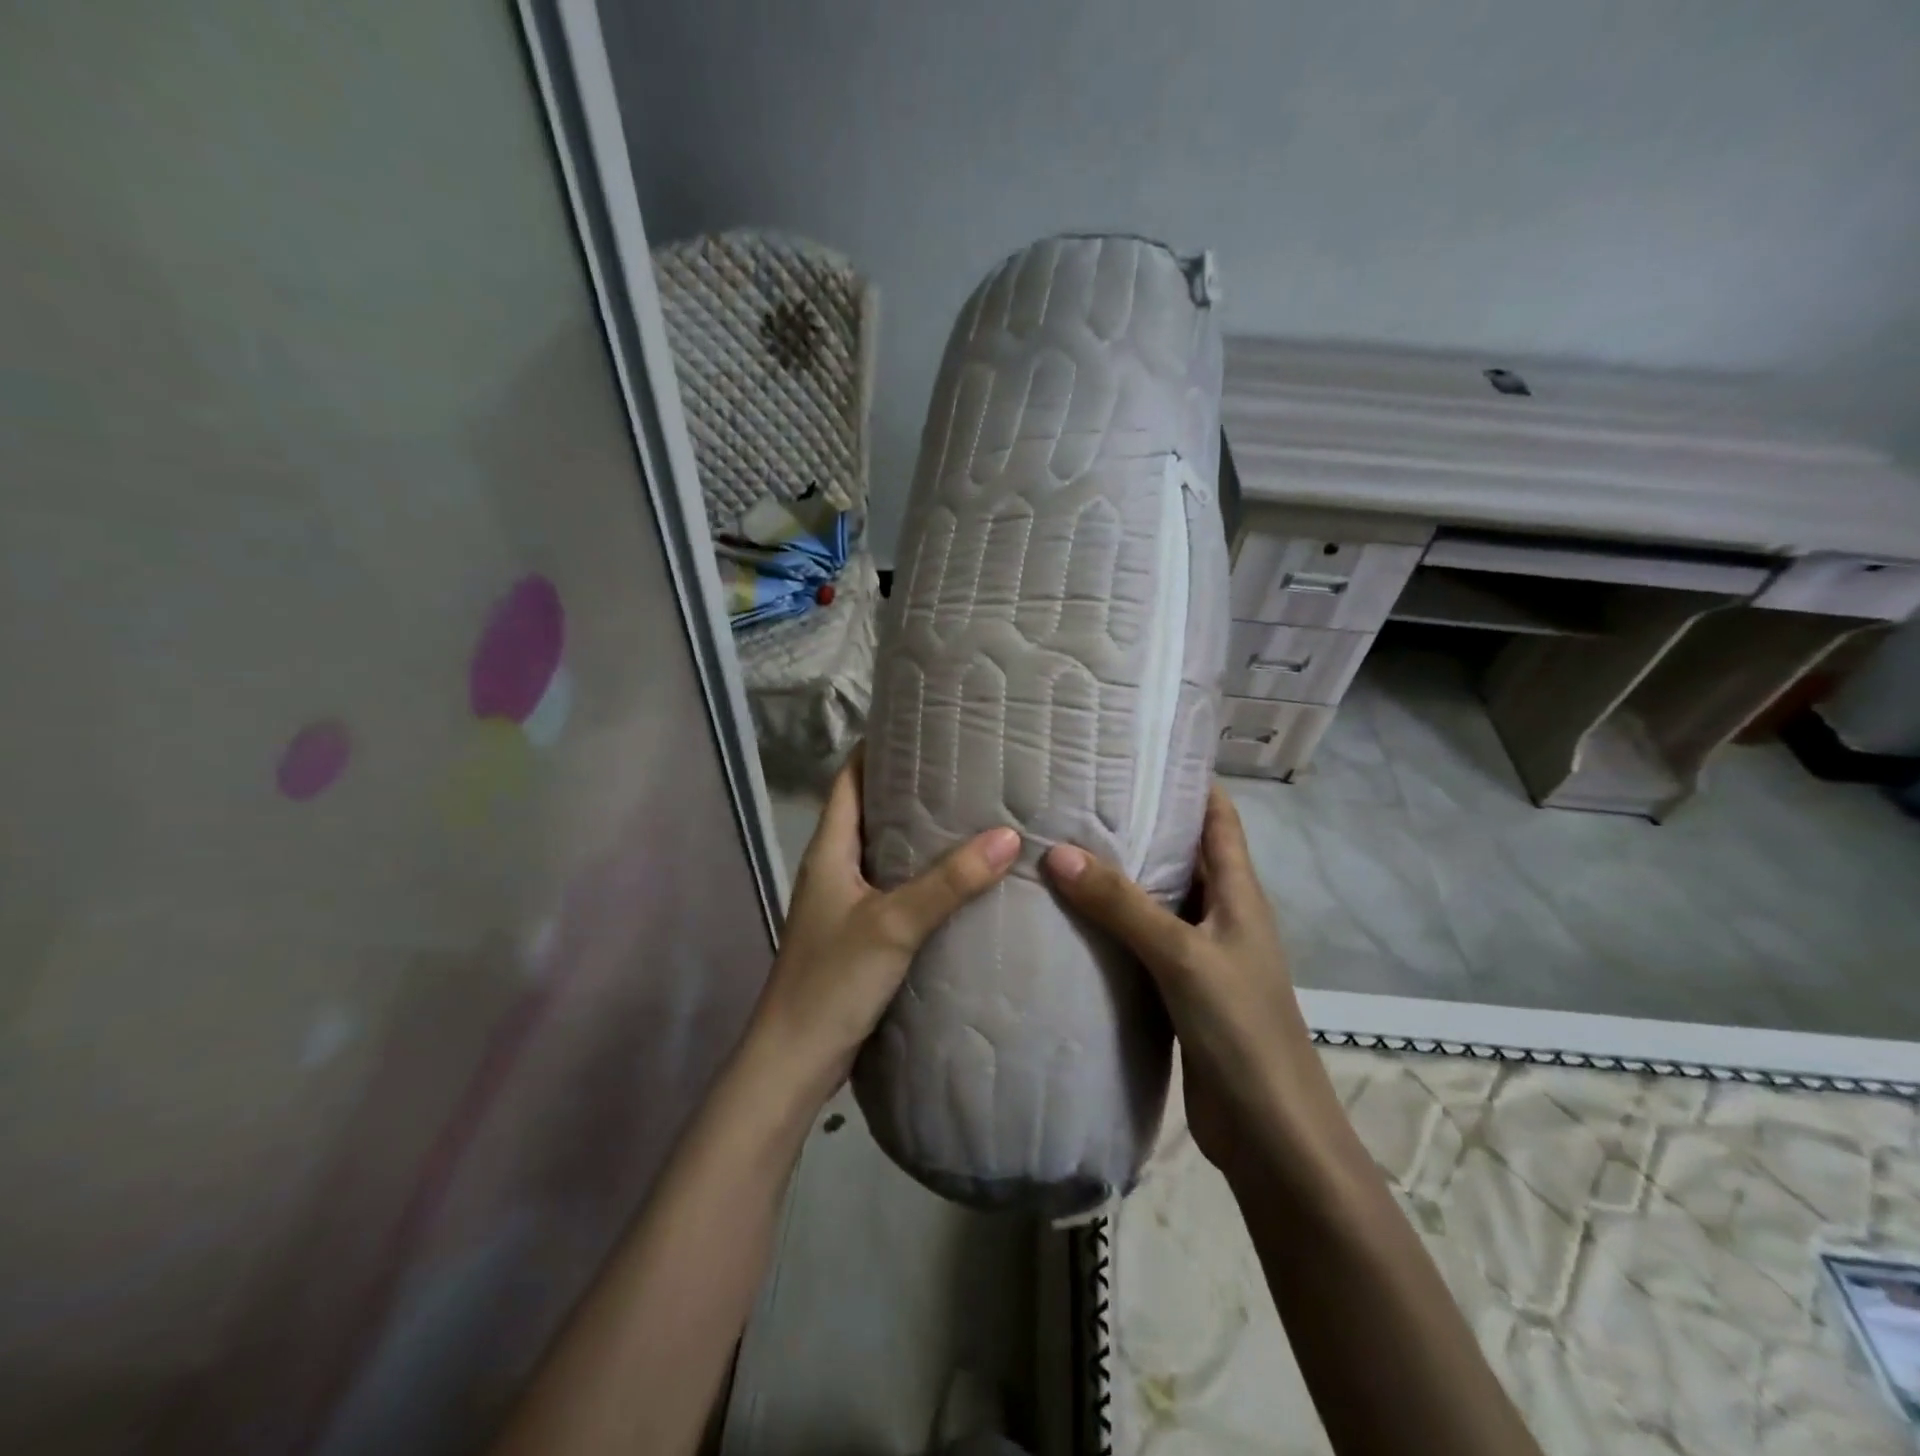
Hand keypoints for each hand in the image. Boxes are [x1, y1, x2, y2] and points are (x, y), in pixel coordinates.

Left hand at [747, 748, 1019, 1105]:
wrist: (796, 1059)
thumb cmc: (833, 980)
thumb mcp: (894, 924)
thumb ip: (950, 882)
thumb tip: (1008, 836)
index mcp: (829, 851)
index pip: (848, 780)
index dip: (876, 749)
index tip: (919, 727)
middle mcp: (833, 868)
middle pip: (869, 812)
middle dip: (909, 788)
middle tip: (961, 769)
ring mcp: (844, 903)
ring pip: (883, 852)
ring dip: (917, 834)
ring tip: (969, 814)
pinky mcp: (858, 934)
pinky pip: (893, 888)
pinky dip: (920, 875)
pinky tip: (957, 879)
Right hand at [1042, 786, 1316, 1178]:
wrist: (1270, 1134)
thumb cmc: (1241, 1030)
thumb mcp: (1182, 956)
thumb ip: (1122, 905)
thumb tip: (1058, 852)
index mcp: (1238, 892)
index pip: (1218, 817)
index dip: (1189, 780)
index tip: (1138, 752)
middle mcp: (1220, 914)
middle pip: (1181, 853)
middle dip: (1140, 822)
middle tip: (1078, 796)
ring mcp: (1199, 953)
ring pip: (1156, 898)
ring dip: (1120, 876)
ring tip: (1063, 845)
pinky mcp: (1178, 990)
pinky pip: (1141, 941)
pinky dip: (1112, 924)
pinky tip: (1071, 917)